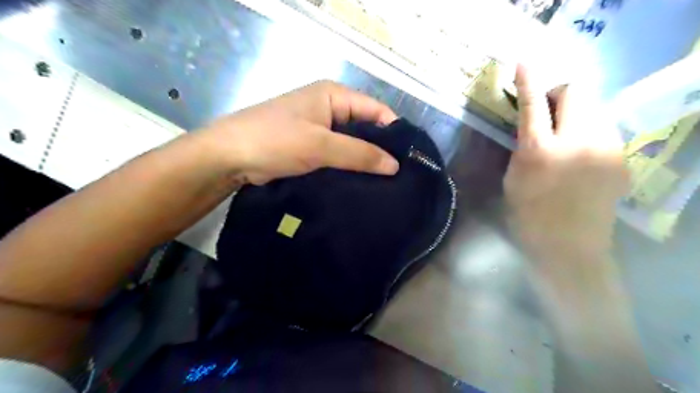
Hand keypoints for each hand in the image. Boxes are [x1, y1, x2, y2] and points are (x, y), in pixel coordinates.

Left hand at [201, 80, 398, 183]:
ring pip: (351, 143)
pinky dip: (348, 166)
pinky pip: (338, 154)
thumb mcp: (320, 145)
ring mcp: (319, 128)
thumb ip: (359, 153)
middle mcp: (329, 107)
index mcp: (334, 95)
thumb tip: (395, 165)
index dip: (393, 132)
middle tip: (398, 176)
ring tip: (385, 183)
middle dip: (380, 149)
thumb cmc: (276, 141)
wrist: (230, 157)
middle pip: (365, 127)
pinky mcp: (310, 146)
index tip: (408, 159)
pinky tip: (361, 182)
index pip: (375, 110)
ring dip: (364, 160)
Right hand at [503, 67, 629, 261]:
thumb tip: (531, 125)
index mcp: (540, 152)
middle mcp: (578, 143)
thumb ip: (523, 147)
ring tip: (564, 141)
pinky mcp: (621, 160)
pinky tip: (579, 158)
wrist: (568, 248)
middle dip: (559, 95)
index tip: (523, 62)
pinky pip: (603, 131)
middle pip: (578, 91)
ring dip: (574, 115)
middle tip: (547, 114)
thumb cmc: (528, 216)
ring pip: (594, 109)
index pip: (533, 105)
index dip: (528, 81)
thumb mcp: (514, 179)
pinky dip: (587, 134)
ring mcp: (606, 150)